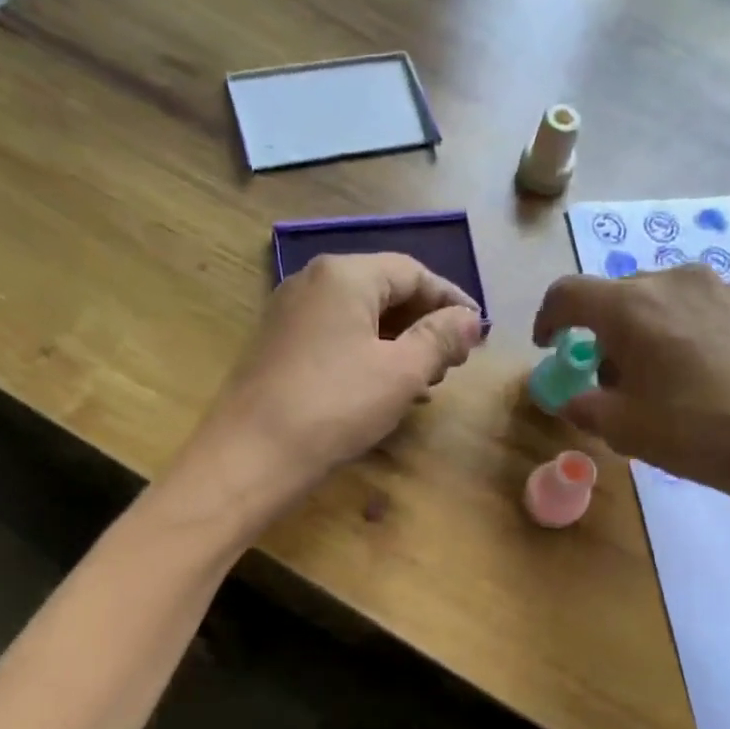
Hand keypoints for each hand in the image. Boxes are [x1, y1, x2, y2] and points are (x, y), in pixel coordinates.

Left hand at [194, 251, 483, 501]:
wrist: (250, 455)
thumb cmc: (335, 407)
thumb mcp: (401, 373)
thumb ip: (441, 339)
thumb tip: (471, 320)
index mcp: (345, 275)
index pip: (413, 272)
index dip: (451, 300)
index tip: (479, 331)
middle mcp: (312, 282)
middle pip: (385, 291)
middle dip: (425, 324)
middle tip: (453, 361)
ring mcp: (290, 314)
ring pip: (360, 317)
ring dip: (399, 344)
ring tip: (426, 381)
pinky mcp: (278, 346)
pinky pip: (336, 338)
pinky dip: (368, 355)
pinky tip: (385, 389)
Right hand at [532, 264, 729, 500]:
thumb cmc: (697, 431)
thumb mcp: (625, 429)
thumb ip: (583, 406)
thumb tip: (570, 397)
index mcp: (630, 306)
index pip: (567, 294)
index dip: (548, 319)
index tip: (550, 347)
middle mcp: (671, 281)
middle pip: (615, 296)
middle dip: (600, 332)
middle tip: (608, 377)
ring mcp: (717, 287)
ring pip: (657, 300)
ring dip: (641, 330)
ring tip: (656, 376)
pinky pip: (695, 307)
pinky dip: (678, 330)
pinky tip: (696, 372)